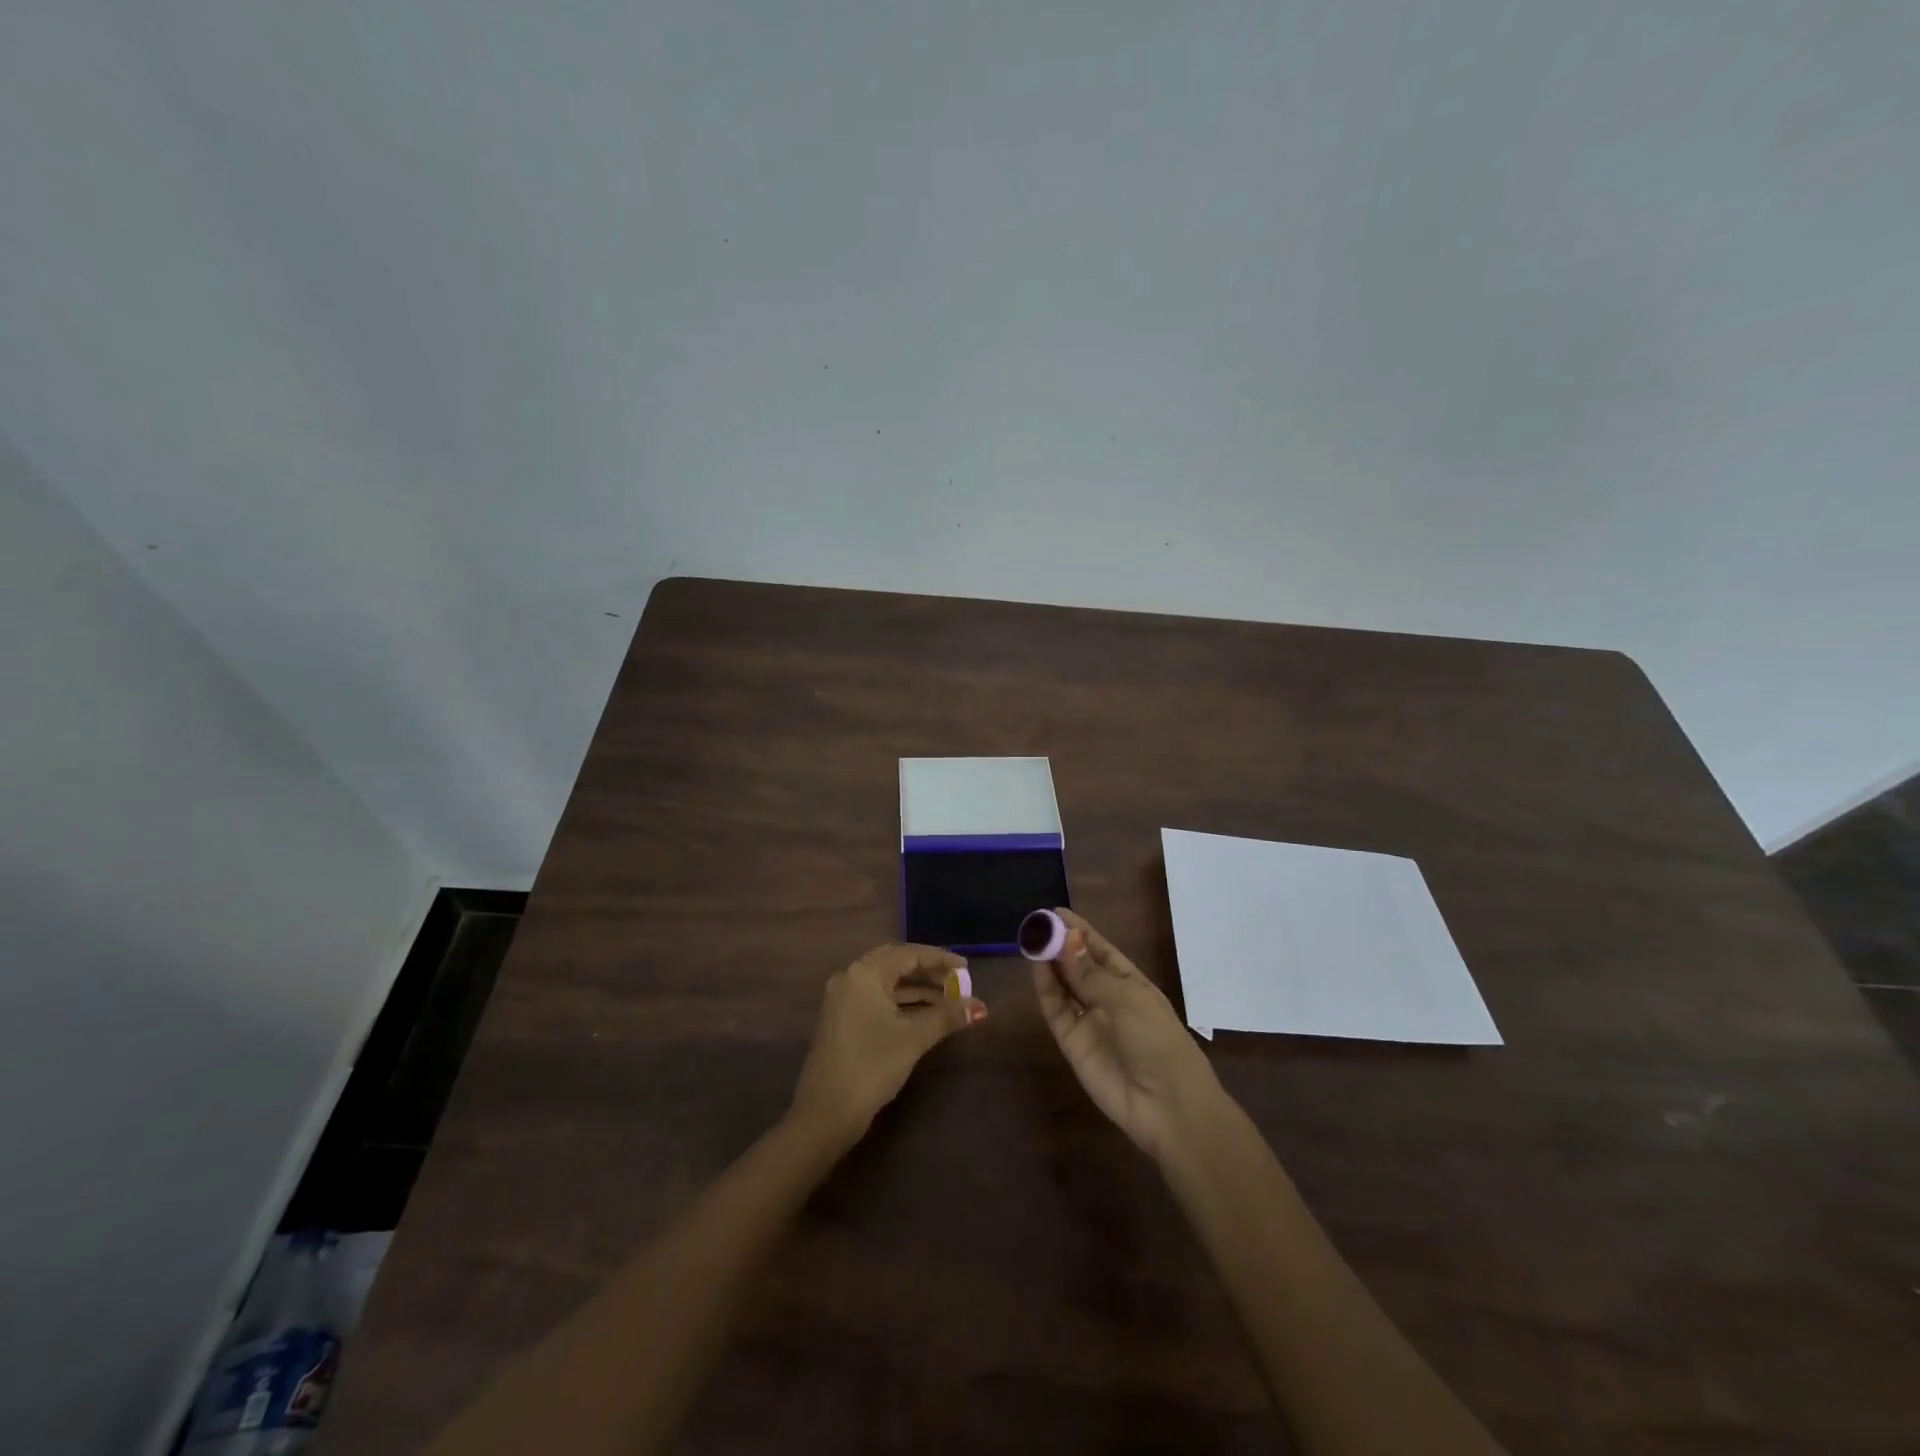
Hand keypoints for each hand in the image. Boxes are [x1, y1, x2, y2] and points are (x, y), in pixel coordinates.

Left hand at [791, 943, 986, 1142]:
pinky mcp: (842, 1018)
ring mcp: (843, 998)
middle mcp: (850, 977)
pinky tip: (925, 1013)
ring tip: (948, 998)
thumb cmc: (871, 1066)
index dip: (939, 959)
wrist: (826, 1113)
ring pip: (886, 982)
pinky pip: (877, 997)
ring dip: (916, 987)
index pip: (908, 955)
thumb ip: (947, 1017)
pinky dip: (901, 1001)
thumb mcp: (913, 1038)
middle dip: (927, 970)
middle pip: (895, 963)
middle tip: (955, 980)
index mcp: (864, 974)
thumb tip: (980, 1007)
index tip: (966, 968)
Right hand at [1032, 909, 1221, 1163]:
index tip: (1056, 912)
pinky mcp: (1072, 1043)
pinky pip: (1056, 1010)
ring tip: (1031, 939)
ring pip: (1063, 986)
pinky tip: (1036, 967)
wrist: (1166, 1106)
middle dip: (1059, 944)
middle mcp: (1108, 999)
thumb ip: (1089, 973)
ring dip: (1049, 963)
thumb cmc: (1157, 1041)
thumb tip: (1064, 940)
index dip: (1080, 931)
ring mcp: (1089, 1021)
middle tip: (1035, 923)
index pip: (1101, 951)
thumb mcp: (1128, 999)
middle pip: (1078, 966)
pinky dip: (1045, 989)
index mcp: (1131, 984)